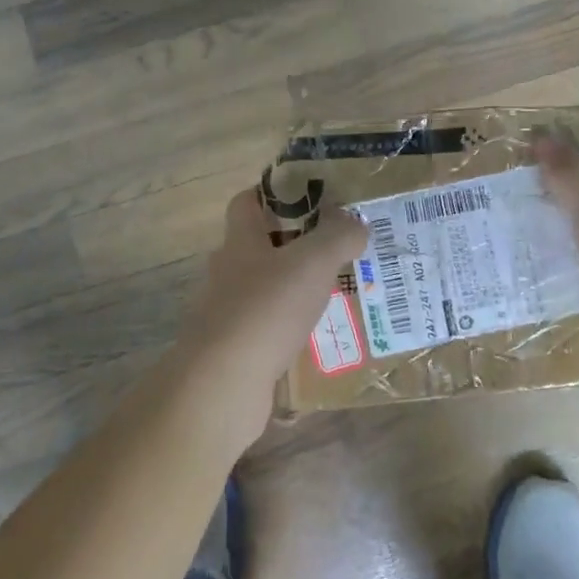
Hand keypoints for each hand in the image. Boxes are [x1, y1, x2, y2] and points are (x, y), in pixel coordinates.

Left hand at [168, 189, 367, 450]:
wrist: (222, 384)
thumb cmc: (266, 310)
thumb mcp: (313, 262)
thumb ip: (338, 236)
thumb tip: (356, 223)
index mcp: (240, 243)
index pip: (247, 203)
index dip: (273, 194)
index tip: (308, 198)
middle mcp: (228, 273)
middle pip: (259, 248)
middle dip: (296, 247)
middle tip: (336, 251)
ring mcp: (227, 314)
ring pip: (266, 292)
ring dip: (296, 292)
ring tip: (337, 296)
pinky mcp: (234, 350)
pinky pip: (269, 331)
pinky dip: (292, 331)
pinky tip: (321, 340)